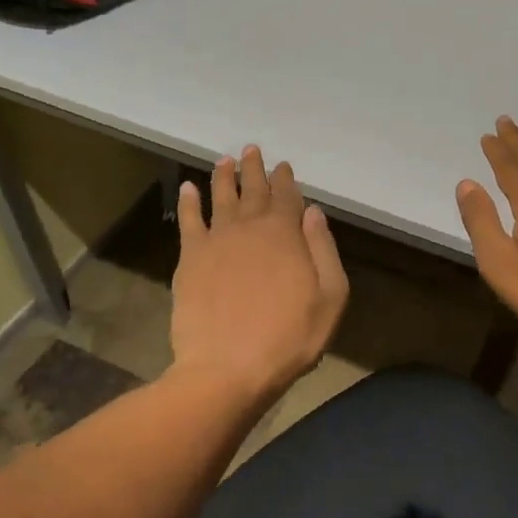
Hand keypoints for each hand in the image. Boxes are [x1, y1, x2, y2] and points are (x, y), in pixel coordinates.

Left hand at [170, 145, 348, 404]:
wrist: (228, 367)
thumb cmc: (288, 337)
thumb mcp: (330, 298)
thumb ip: (324, 250)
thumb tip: (313, 212)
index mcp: (286, 234)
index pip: (287, 197)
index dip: (285, 179)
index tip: (283, 165)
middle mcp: (250, 227)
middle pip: (253, 190)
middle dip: (255, 168)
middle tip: (252, 149)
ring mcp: (217, 240)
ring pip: (220, 197)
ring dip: (223, 176)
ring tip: (224, 159)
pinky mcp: (190, 259)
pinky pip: (189, 221)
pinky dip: (188, 202)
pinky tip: (187, 189)